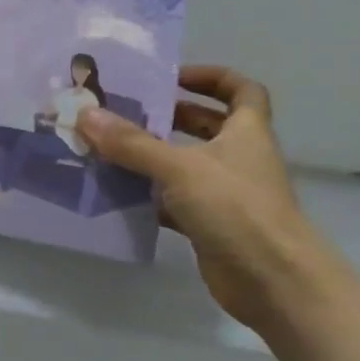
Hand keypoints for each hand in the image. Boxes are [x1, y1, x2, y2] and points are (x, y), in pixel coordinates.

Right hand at [78, 67, 333, 332]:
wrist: (274, 283)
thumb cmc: (236, 209)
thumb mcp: (179, 168)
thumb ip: (132, 143)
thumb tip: (85, 114)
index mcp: (246, 133)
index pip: (241, 90)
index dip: (211, 77)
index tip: (173, 77)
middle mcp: (238, 158)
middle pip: (207, 125)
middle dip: (169, 115)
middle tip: (125, 111)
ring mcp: (225, 194)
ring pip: (186, 164)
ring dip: (152, 156)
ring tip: (108, 147)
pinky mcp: (210, 225)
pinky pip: (173, 201)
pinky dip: (148, 196)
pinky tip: (116, 193)